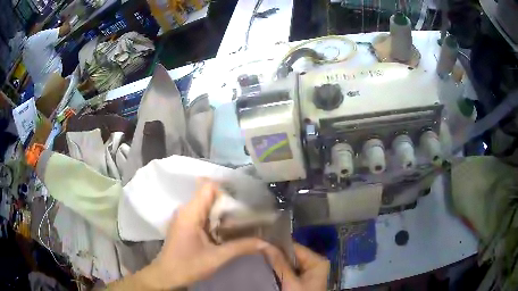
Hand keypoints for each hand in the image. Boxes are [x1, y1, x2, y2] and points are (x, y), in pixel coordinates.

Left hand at [146, 181, 268, 288]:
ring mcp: (184, 217)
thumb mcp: (217, 257)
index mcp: (190, 213)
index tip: (245, 197)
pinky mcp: (185, 224)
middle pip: (209, 195)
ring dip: (223, 211)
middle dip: (229, 201)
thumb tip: (265, 242)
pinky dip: (216, 218)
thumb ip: (241, 247)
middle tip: (249, 209)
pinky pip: (202, 214)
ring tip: (243, 218)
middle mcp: (186, 210)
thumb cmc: (188, 265)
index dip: (227, 189)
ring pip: (206, 205)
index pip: (208, 187)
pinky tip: (229, 228)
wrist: (167, 275)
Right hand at [264, 243, 329, 290]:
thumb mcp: (290, 282)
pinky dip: (280, 270)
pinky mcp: (304, 278)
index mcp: (317, 261)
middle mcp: (314, 263)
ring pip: (290, 263)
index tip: (260, 244)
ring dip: (277, 262)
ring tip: (260, 258)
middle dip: (276, 255)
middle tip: (258, 252)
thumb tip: (265, 244)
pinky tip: (269, 268)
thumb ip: (279, 263)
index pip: (294, 247)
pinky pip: (290, 270)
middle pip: (292, 255)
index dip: (277, 245)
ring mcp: (310, 271)